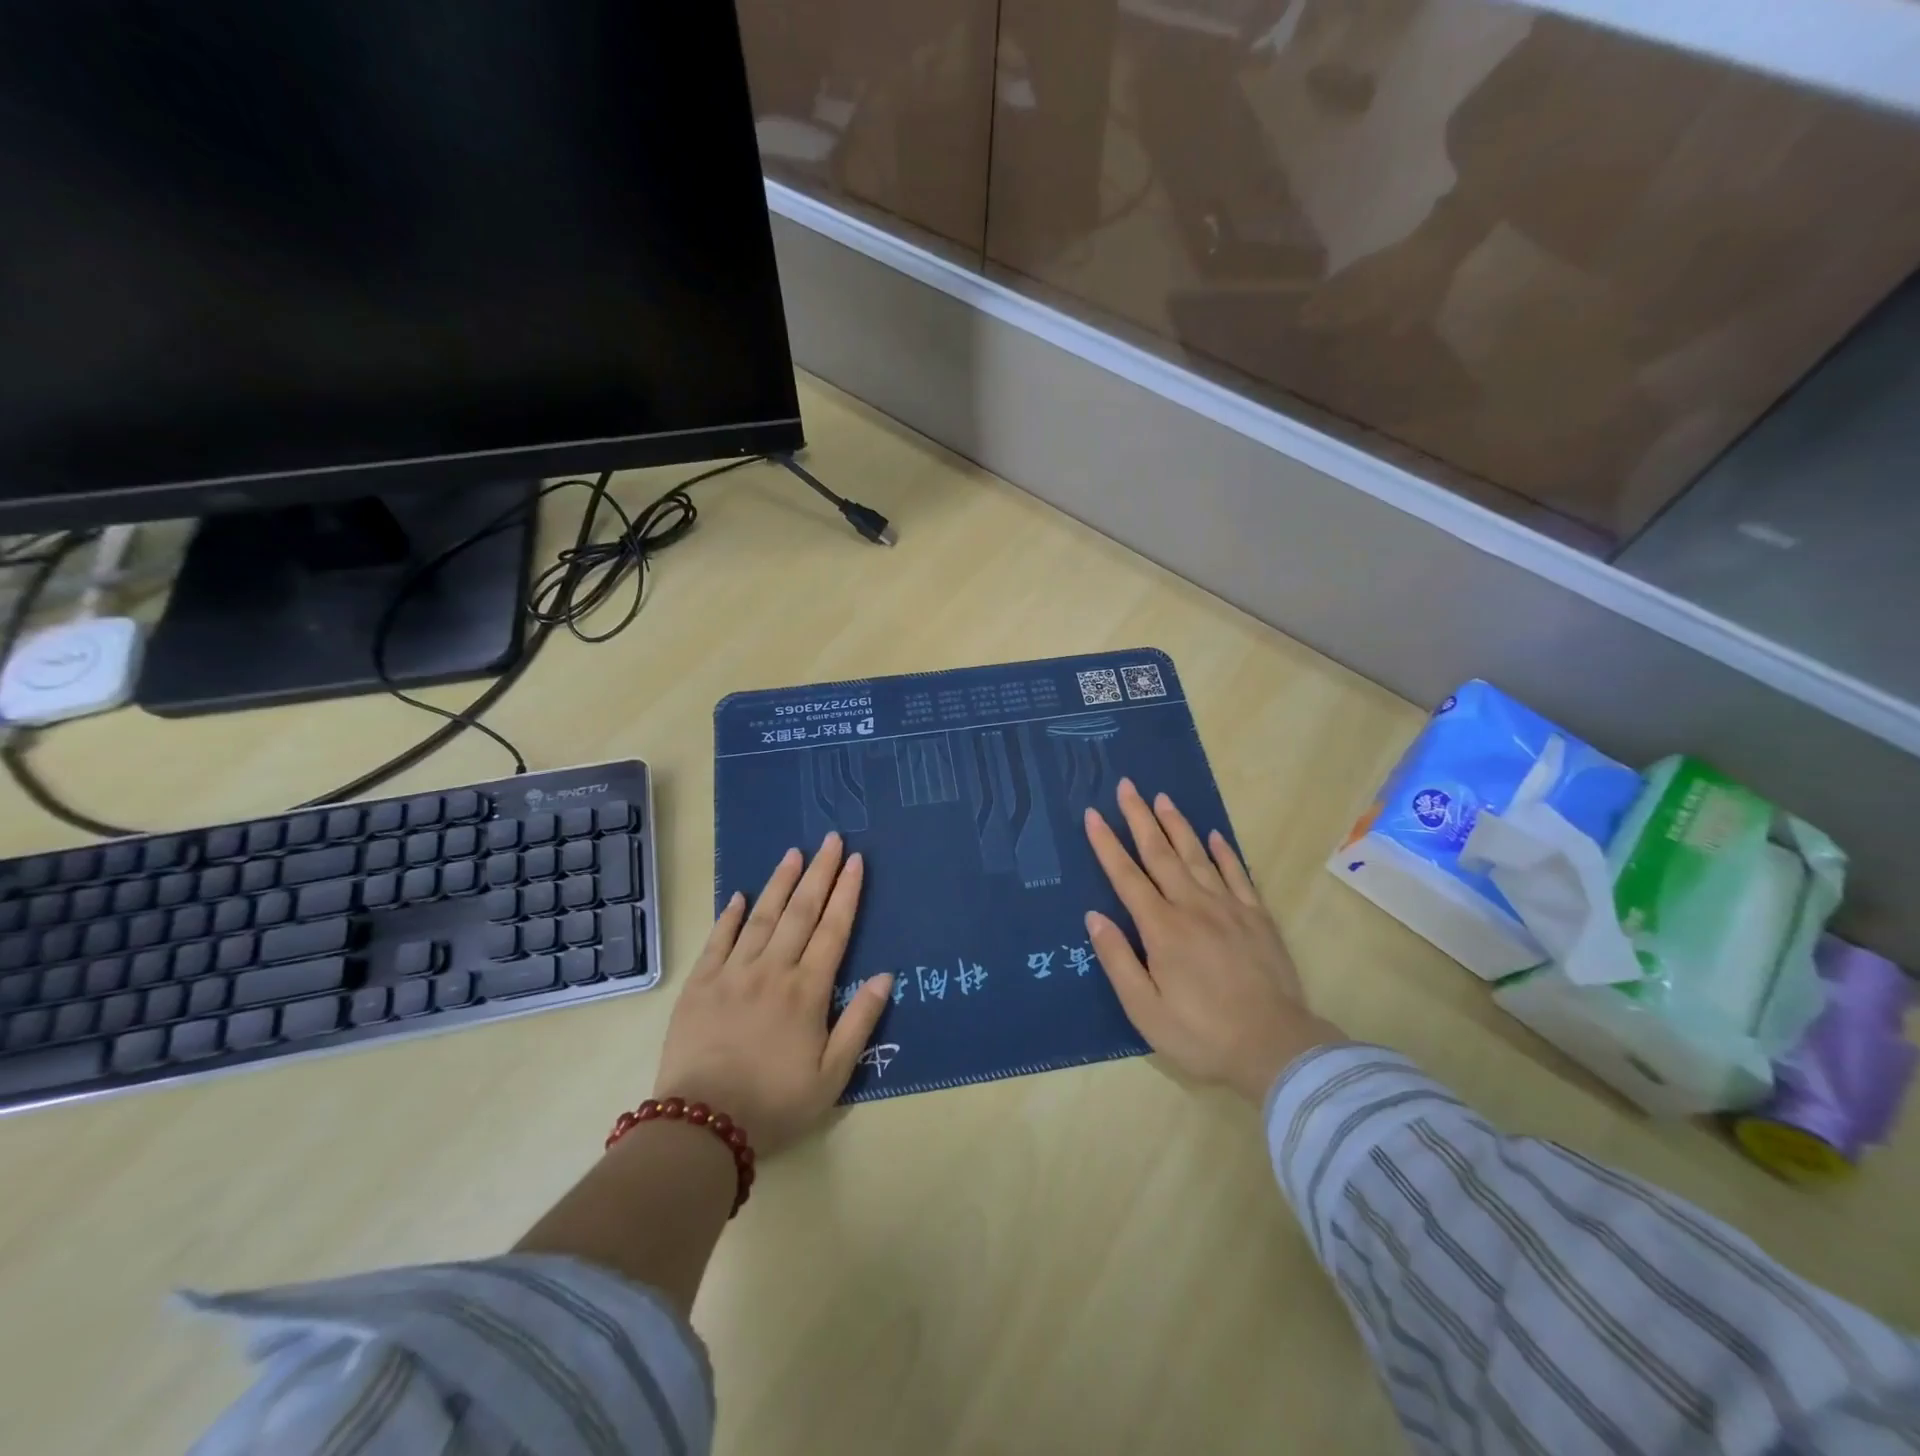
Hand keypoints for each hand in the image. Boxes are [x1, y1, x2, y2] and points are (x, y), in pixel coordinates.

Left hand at [654, 833, 892, 1154]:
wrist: (701, 1127)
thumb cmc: (775, 1104)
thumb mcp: (832, 1076)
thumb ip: (859, 1023)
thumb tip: (885, 976)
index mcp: (807, 991)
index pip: (833, 929)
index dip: (846, 892)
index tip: (855, 860)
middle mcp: (772, 971)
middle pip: (801, 911)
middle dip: (819, 872)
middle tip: (830, 838)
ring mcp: (732, 974)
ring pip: (761, 916)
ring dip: (780, 882)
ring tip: (794, 852)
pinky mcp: (699, 985)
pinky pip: (717, 940)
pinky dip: (730, 915)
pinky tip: (740, 895)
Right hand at [1083, 780, 1344, 1103]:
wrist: (1276, 1048)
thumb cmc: (1201, 1034)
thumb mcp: (1146, 1010)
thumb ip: (1118, 960)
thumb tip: (1093, 916)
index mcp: (1162, 929)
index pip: (1126, 876)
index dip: (1107, 844)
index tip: (1092, 813)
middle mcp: (1193, 907)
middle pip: (1161, 853)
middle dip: (1140, 818)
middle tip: (1127, 786)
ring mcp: (1229, 908)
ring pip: (1198, 855)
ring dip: (1178, 825)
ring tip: (1163, 797)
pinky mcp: (1257, 917)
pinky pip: (1238, 874)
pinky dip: (1224, 852)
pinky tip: (1215, 835)